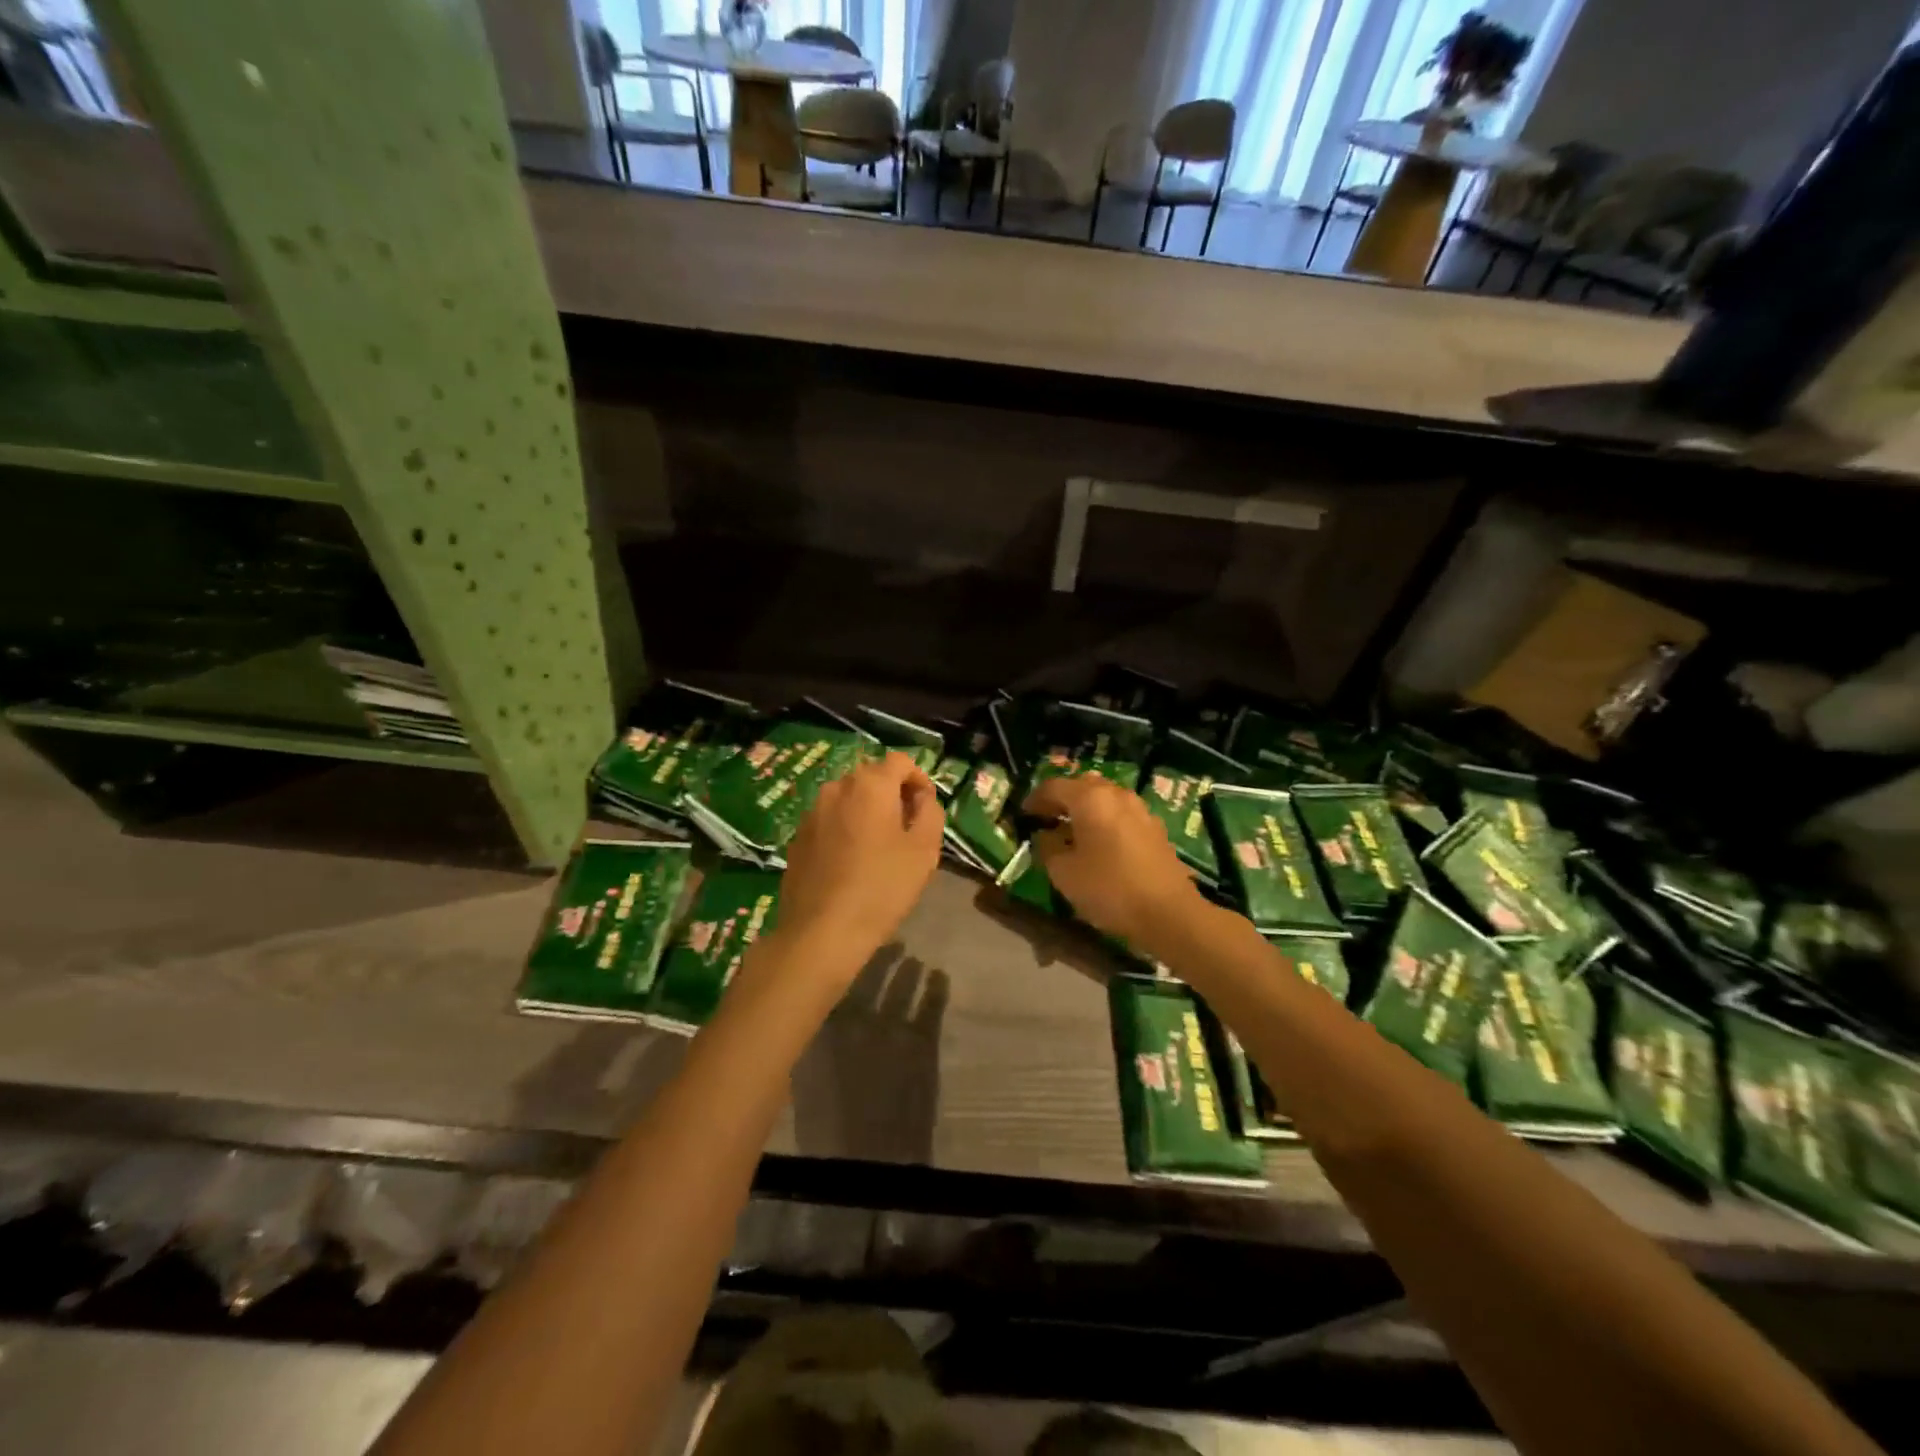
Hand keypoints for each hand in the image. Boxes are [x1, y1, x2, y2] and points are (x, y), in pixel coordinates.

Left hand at [776, 752, 945, 977]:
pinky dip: (845, 829)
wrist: (822, 932)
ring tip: (879, 846)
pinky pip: (829, 821)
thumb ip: (930, 812)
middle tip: (907, 828)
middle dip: (892, 794)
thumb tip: (922, 798)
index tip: (926, 807)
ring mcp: (812, 812)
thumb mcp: (924, 850)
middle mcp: (836, 788)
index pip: (900, 761)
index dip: (919, 779)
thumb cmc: (882, 888)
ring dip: (867, 812)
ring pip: (848, 799)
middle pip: (871, 777)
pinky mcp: (798, 837)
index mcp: (870, 785)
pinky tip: (851, 862)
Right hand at [1024, 773, 1203, 950]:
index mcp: (1090, 798)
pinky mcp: (1155, 828)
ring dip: (1085, 809)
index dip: (1034, 799)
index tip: (1023, 815)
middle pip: (1082, 786)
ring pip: (1105, 798)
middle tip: (1047, 819)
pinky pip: (1121, 813)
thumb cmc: (1109, 889)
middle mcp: (1116, 794)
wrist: (1169, 913)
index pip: (1053, 787)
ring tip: (1073, 831)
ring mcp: (1140, 809)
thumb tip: (1045, 835)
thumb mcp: (1064, 873)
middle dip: (1062, 799)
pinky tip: (1100, 843)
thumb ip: (1047, 847)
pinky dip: (1105, 820)